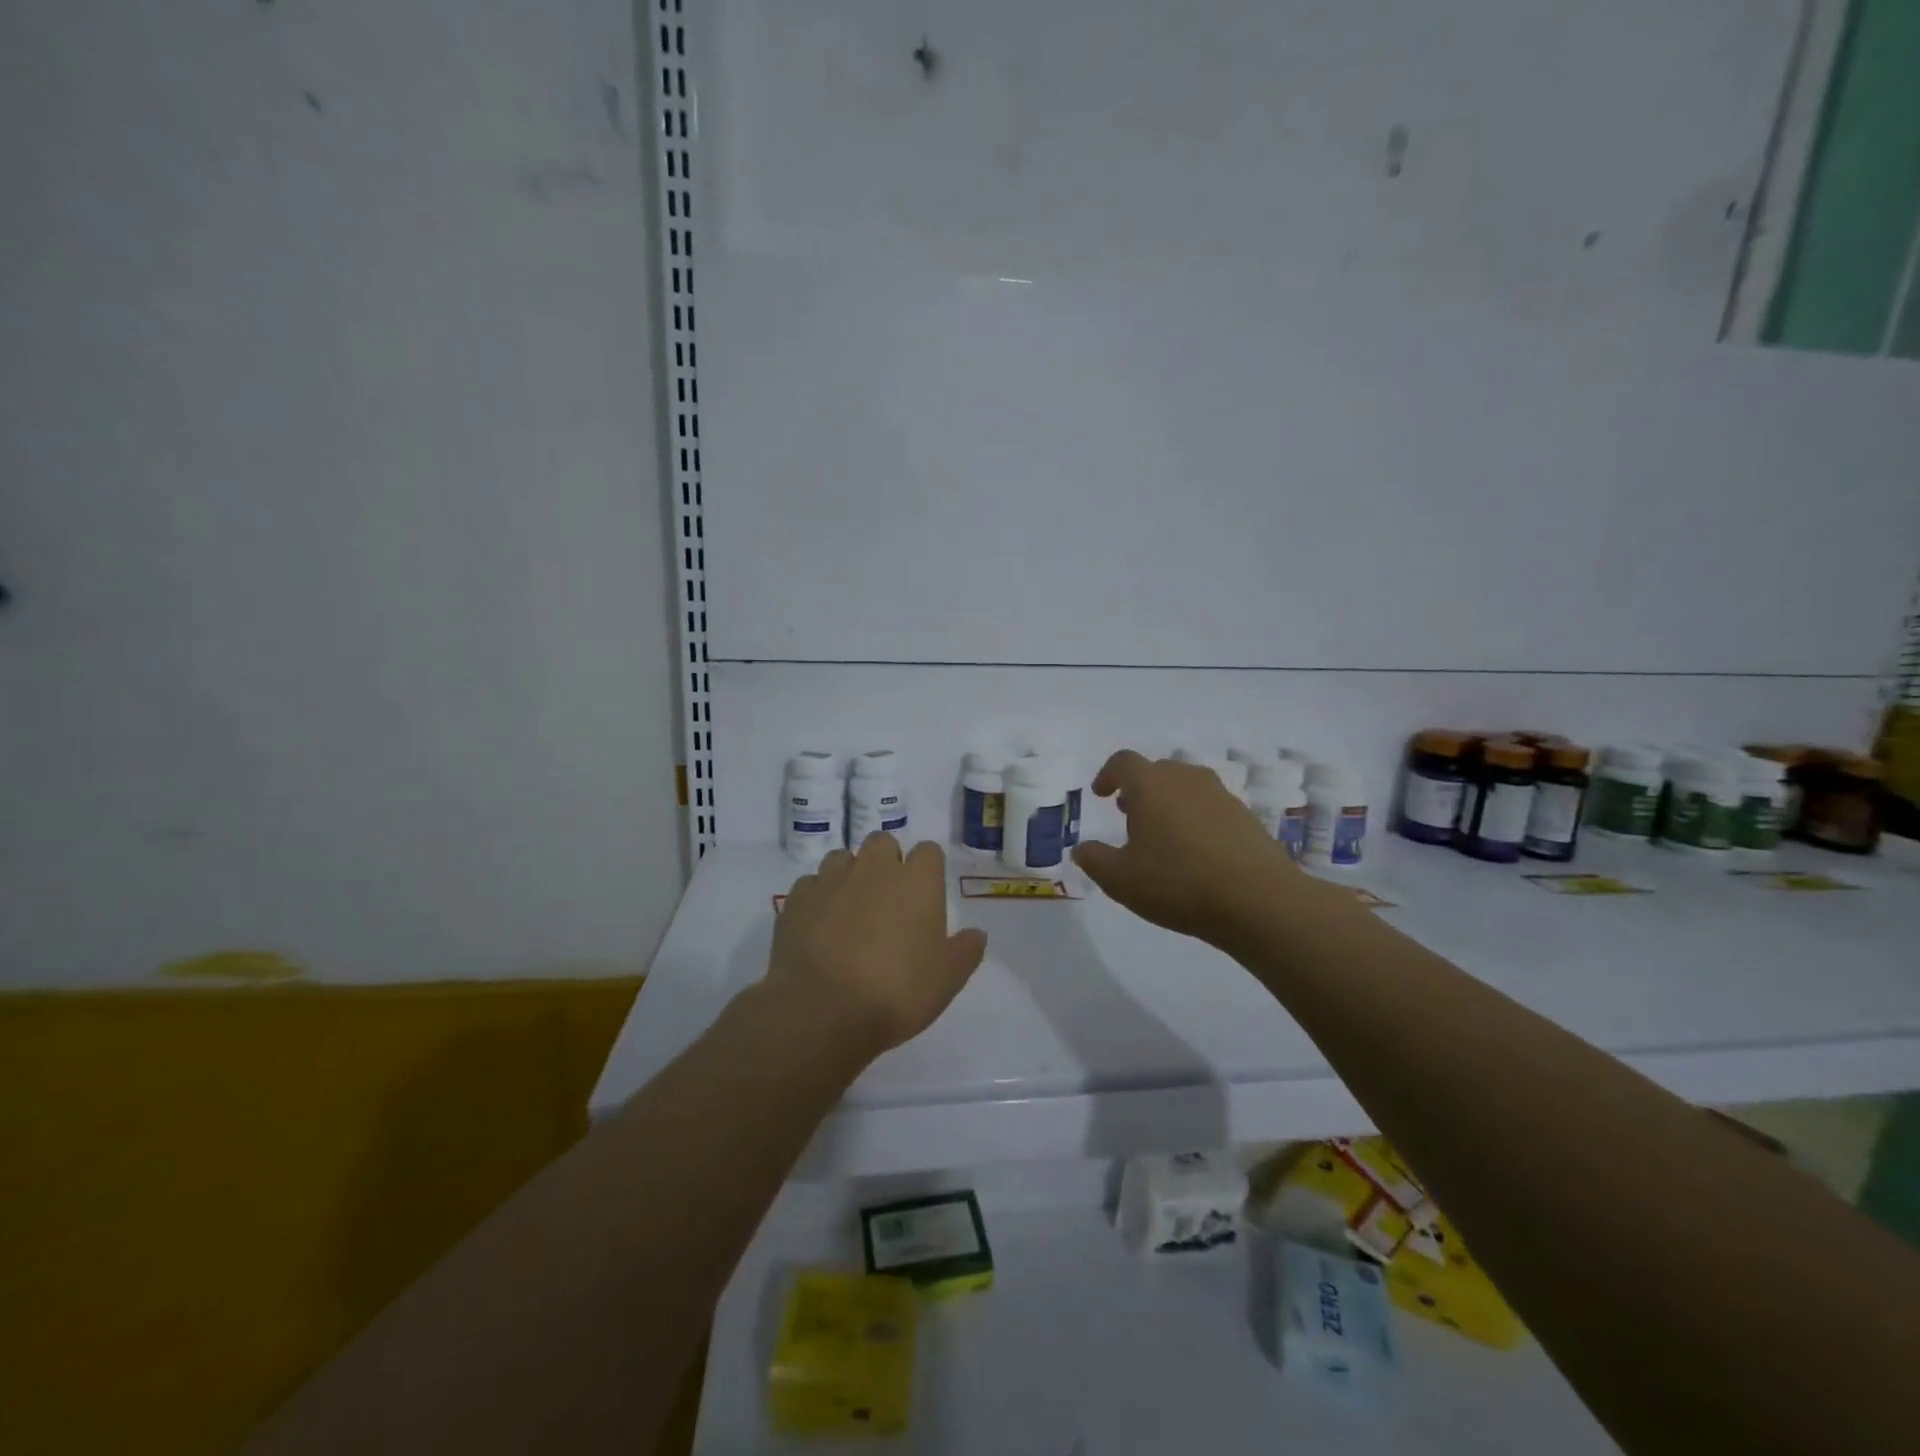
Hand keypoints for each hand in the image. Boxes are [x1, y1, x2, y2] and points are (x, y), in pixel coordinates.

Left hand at [768, 835, 988, 1056]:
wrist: (822, 1010)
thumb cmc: (896, 992)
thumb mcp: (947, 980)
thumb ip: (965, 951)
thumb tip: (976, 934)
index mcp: (916, 881)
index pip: (929, 851)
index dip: (927, 869)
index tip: (925, 895)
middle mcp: (874, 868)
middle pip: (883, 843)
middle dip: (886, 861)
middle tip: (887, 900)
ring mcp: (831, 879)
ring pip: (842, 858)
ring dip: (849, 874)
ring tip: (850, 910)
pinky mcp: (797, 898)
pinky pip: (810, 884)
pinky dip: (817, 897)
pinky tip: (819, 925)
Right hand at [1072, 749, 1299, 945]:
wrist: (1257, 900)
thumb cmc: (1177, 882)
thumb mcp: (1120, 879)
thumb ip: (1095, 860)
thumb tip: (1082, 849)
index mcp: (1150, 785)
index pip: (1123, 762)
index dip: (1108, 774)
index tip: (1101, 794)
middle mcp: (1185, 779)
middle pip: (1157, 770)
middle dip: (1138, 788)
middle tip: (1127, 813)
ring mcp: (1220, 795)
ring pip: (1185, 786)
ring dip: (1168, 802)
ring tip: (1161, 833)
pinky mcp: (1245, 816)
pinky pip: (1209, 807)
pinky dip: (1195, 818)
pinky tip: (1194, 852)